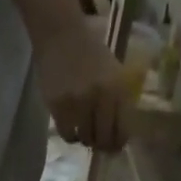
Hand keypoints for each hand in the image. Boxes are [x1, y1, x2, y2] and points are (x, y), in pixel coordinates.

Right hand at [34, 18, 130, 151]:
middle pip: (103, 137)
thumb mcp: (113, 71)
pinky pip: (67, 133)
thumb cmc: (90, 51)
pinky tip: (71, 127)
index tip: (116, 146)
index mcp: (117, 87)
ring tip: (84, 131)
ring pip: (85, 138)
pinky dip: (71, 134)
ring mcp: (77, 103)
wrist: (60, 34)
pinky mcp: (58, 106)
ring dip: (86, 138)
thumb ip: (117, 98)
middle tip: (99, 144)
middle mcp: (99, 97)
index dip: (119, 142)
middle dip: (103, 145)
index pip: (123, 127)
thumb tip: (117, 132)